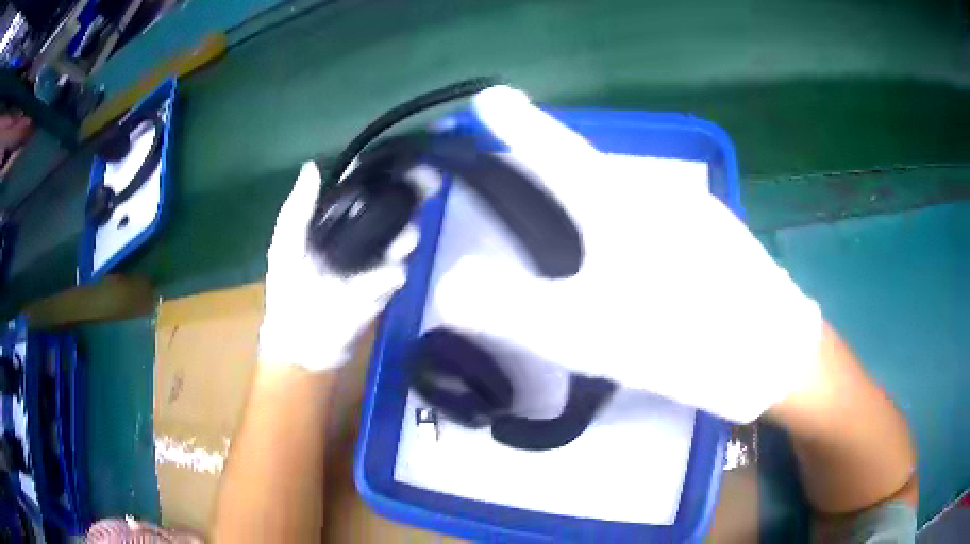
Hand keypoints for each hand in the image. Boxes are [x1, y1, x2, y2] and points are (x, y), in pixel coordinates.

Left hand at [258, 162, 415, 370]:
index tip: (394, 160)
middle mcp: (361, 233)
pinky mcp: (384, 287)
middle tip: (424, 185)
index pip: (361, 188)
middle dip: (409, 195)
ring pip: (404, 237)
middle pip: (392, 207)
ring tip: (403, 237)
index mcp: (336, 219)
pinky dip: (392, 271)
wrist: (301, 338)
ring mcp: (375, 260)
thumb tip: (312, 165)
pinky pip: (397, 272)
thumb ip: (299, 207)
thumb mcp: (286, 243)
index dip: (377, 172)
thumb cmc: (287, 287)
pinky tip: (384, 275)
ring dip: (407, 233)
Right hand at [432, 87, 823, 422]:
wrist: (775, 357)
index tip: (490, 98)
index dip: (518, 123)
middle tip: (526, 194)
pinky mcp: (715, 241)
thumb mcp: (588, 332)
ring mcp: (694, 213)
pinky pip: (656, 225)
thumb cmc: (685, 338)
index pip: (555, 148)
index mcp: (623, 202)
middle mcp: (659, 193)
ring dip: (593, 213)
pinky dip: (628, 238)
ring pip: (625, 202)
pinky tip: (634, 273)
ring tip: (578, 247)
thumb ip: (510, 310)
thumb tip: (448, 287)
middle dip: (552, 174)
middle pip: (589, 174)